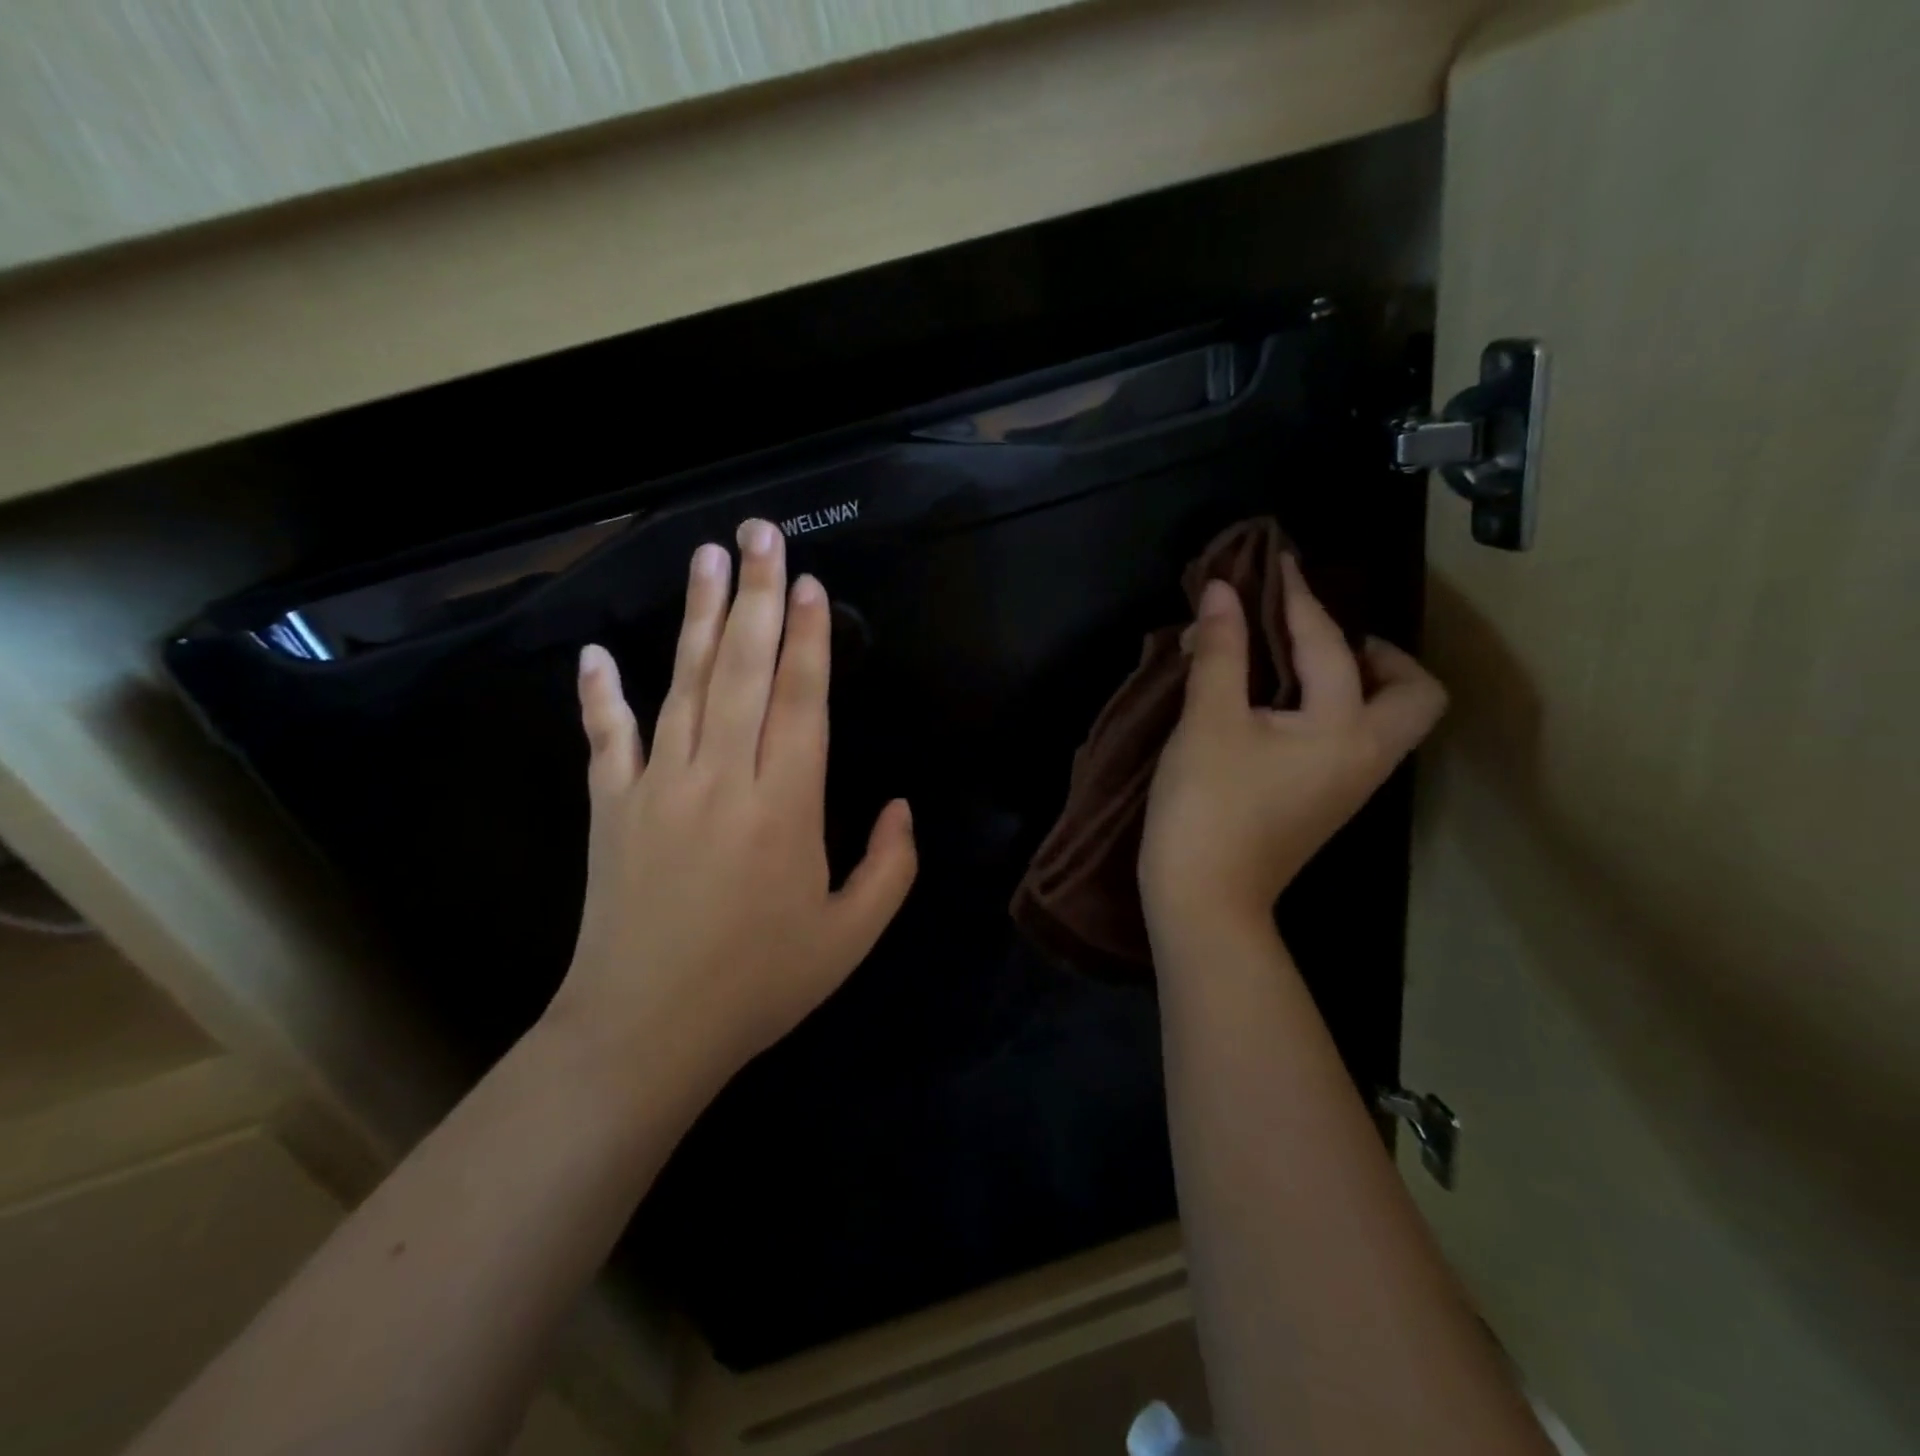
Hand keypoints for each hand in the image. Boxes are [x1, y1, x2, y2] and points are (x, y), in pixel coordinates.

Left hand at [547, 519, 916, 1090]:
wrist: (646, 1032)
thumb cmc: (759, 984)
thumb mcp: (851, 937)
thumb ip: (891, 867)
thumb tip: (903, 805)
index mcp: (786, 806)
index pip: (800, 700)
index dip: (807, 638)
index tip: (808, 583)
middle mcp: (723, 779)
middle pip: (741, 670)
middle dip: (755, 596)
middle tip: (759, 533)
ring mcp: (659, 787)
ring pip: (681, 685)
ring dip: (695, 618)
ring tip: (706, 559)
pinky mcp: (611, 808)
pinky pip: (606, 739)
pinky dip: (600, 695)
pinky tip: (596, 653)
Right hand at [1140, 555, 1445, 950]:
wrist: (1204, 899)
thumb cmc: (1207, 807)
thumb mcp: (1208, 721)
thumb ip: (1221, 651)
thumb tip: (1222, 592)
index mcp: (1345, 729)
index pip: (1329, 645)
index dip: (1296, 598)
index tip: (1276, 562)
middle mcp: (1366, 755)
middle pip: (1413, 694)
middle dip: (1378, 653)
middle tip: (1319, 634)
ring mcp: (1350, 785)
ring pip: (1385, 719)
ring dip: (1353, 679)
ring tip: (1294, 660)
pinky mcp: (1325, 802)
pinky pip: (1350, 738)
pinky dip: (1329, 708)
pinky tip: (1277, 704)